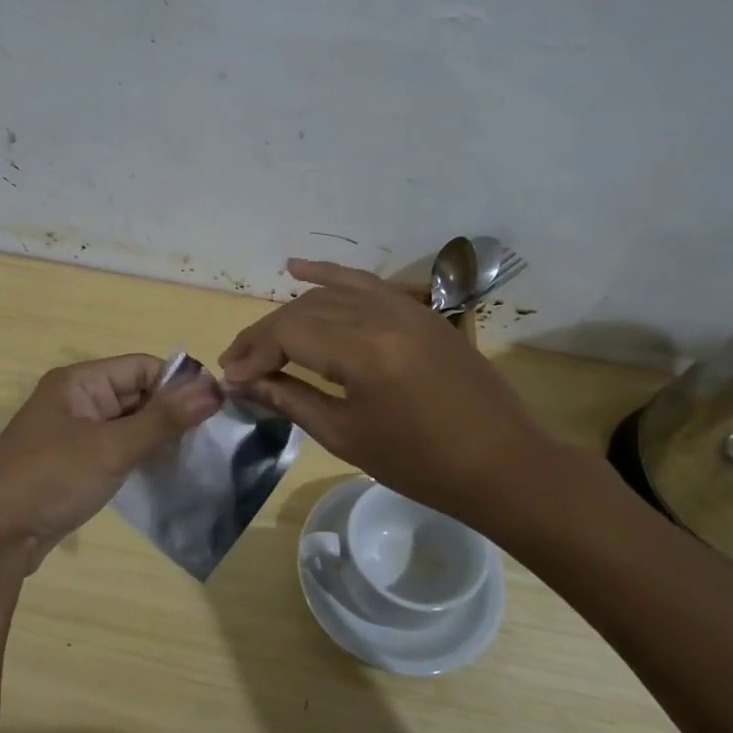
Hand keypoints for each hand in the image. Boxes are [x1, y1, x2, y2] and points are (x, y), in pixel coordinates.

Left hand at [0, 354, 220, 578]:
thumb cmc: (51, 480)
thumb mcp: (112, 447)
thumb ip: (164, 419)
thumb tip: (214, 389)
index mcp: (79, 382)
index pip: (142, 367)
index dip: (178, 385)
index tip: (215, 411)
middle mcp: (75, 400)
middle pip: (136, 394)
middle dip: (170, 413)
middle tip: (210, 439)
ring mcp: (71, 433)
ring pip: (127, 424)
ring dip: (156, 438)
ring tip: (193, 458)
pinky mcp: (72, 463)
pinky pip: (114, 448)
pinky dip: (137, 457)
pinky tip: (163, 473)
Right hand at [220, 259, 577, 532]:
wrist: (503, 464)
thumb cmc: (420, 464)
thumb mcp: (346, 435)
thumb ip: (289, 398)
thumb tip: (241, 382)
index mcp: (364, 351)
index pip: (289, 333)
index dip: (253, 353)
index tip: (230, 377)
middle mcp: (382, 315)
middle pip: (304, 310)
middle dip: (264, 336)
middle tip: (238, 364)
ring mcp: (405, 307)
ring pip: (330, 294)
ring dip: (291, 312)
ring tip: (261, 337)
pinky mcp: (419, 310)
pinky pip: (366, 283)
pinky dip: (329, 275)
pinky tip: (297, 268)